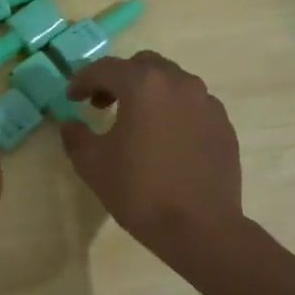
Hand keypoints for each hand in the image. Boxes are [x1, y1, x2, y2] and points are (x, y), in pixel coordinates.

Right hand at [60, 52, 243, 261]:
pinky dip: (173, 111)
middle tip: (102, 104)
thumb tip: (71, 124)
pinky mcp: (223, 125)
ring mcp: (207, 103)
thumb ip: (76, 136)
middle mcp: (179, 83)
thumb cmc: (139, 191)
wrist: (200, 228)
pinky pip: (192, 106)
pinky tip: (165, 139)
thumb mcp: (92, 164)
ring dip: (149, 93)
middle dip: (119, 79)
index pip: (106, 68)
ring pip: (172, 83)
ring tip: (135, 121)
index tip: (71, 97)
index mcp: (144, 85)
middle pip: (143, 66)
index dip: (83, 80)